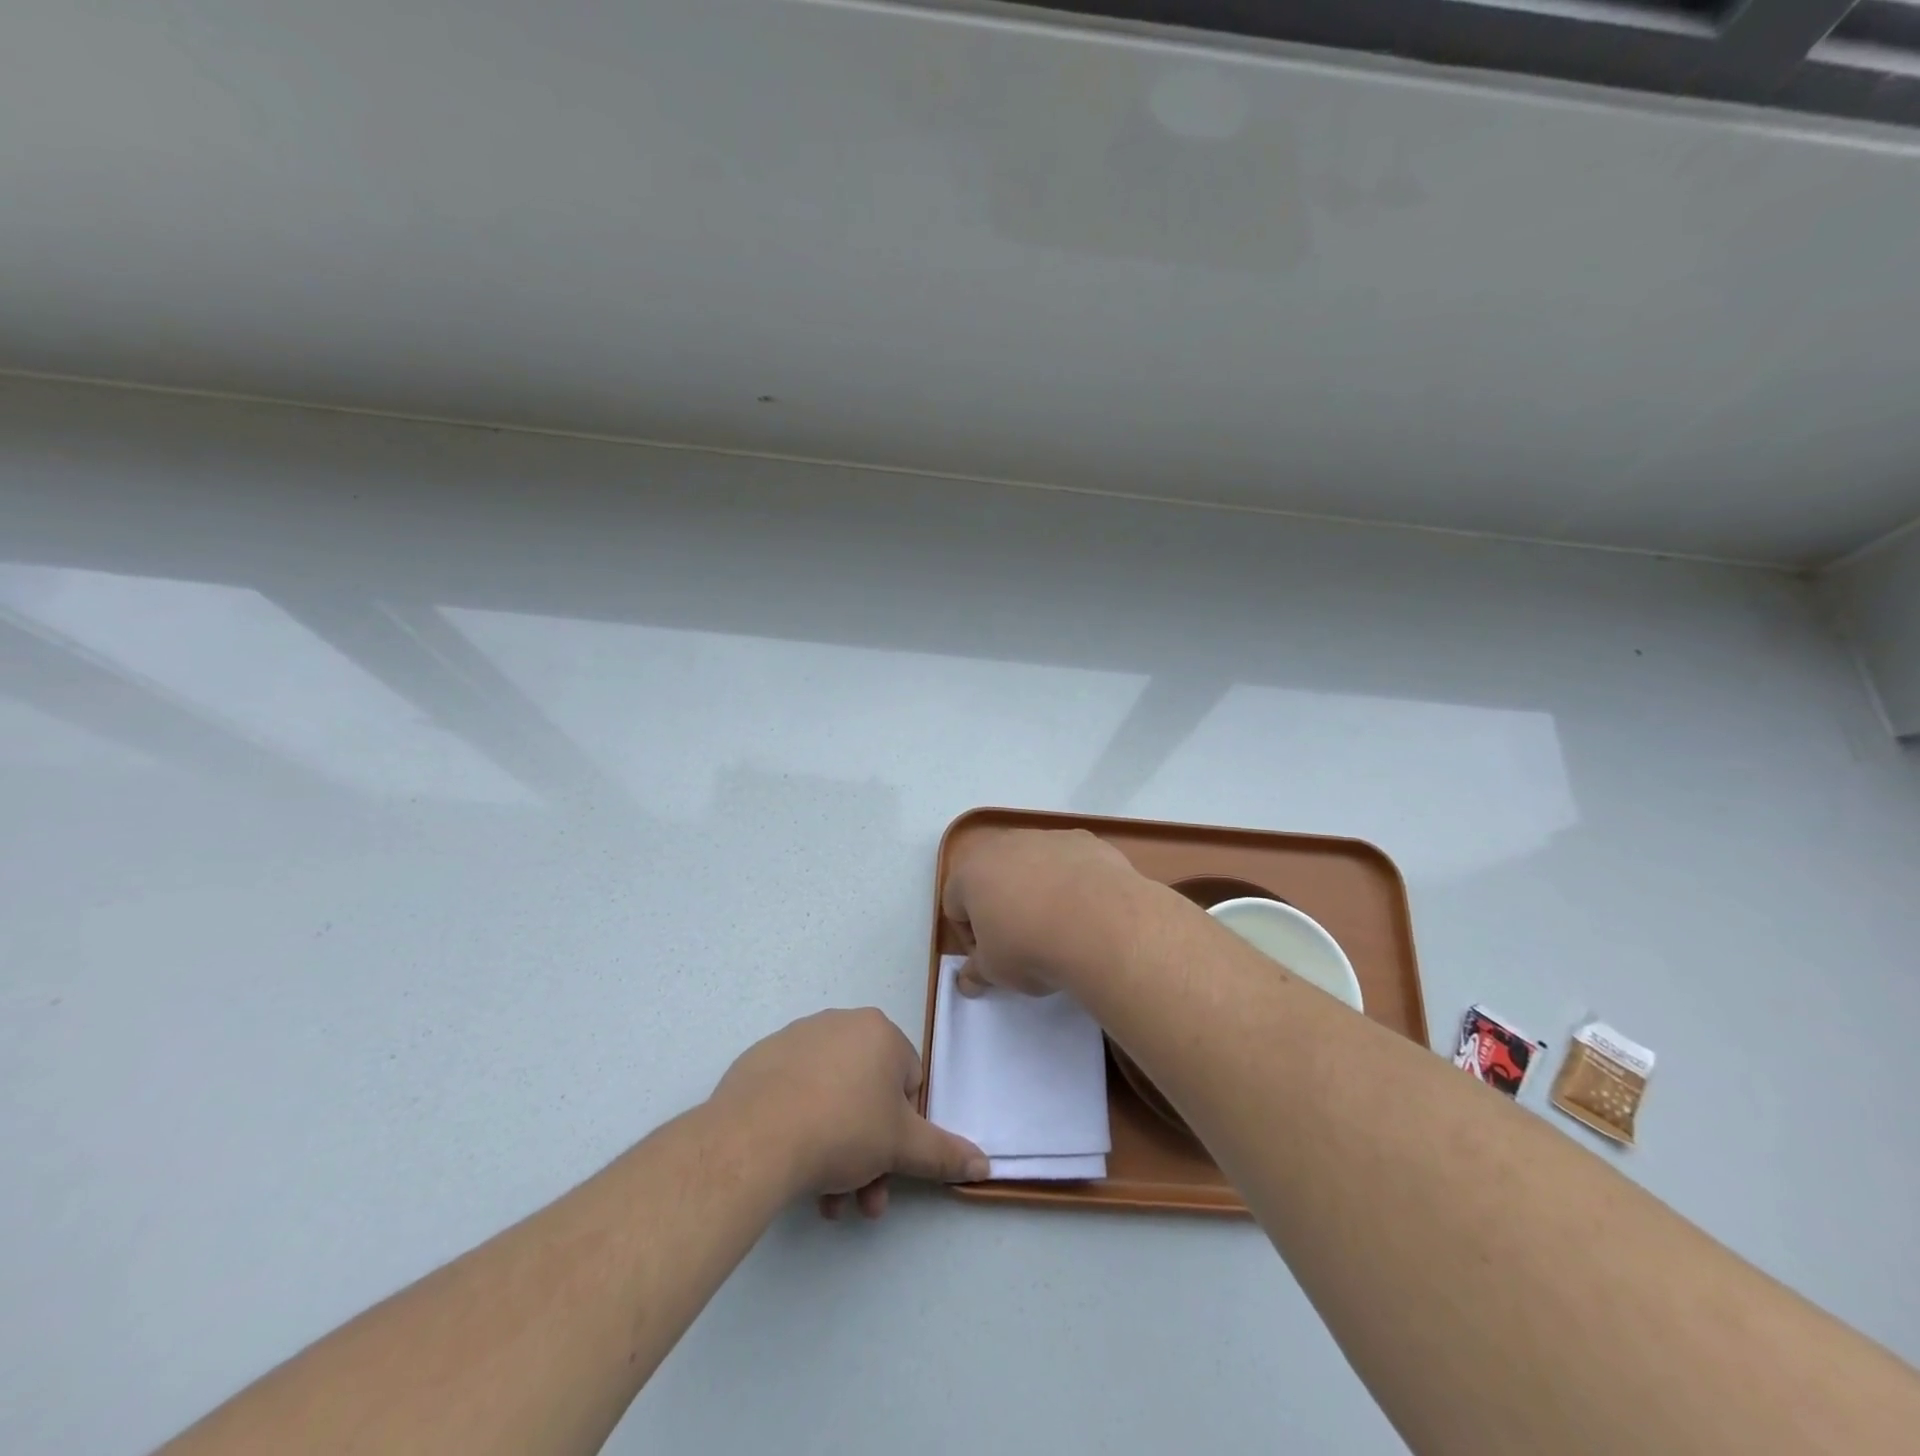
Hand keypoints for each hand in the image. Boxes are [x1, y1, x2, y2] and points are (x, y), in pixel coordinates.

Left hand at [710, 1009, 988, 1219]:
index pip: (908, 1081)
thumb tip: (985, 1163)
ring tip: (825, 1201)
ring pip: (831, 1099)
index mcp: (878, 1031)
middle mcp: (840, 1024)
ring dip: (837, 1151)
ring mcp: (796, 1038)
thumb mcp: (902, 1146)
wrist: (756, 1136)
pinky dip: (801, 1128)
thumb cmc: (844, 1129)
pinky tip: (793, 1169)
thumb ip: (944, 1153)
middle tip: (860, 1199)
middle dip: (869, 1153)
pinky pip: (794, 1095)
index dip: (904, 1129)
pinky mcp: (761, 1060)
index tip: (890, 1163)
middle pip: (867, 1096)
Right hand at [941, 828, 1151, 997]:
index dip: (970, 937)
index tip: (991, 959)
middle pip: (992, 876)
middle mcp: (1004, 844)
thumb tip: (966, 981)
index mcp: (971, 872)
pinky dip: (1071, 880)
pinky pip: (1068, 861)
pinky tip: (1086, 908)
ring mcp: (1045, 837)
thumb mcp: (997, 971)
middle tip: (1021, 940)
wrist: (1100, 924)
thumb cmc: (1031, 948)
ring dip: (1037, 889)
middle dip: (1001, 906)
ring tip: (1059, 925)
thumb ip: (977, 971)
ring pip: (1032, 864)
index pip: (954, 905)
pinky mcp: (1083, 840)